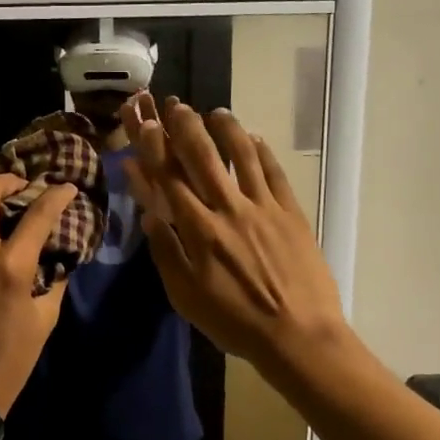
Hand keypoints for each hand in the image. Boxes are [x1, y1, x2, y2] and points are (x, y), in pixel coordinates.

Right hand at [122, 93, 347, 374]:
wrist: (298, 335)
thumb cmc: (235, 322)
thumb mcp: (186, 297)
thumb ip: (166, 253)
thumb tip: (148, 216)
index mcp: (199, 231)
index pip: (169, 181)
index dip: (153, 150)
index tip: (142, 125)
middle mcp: (229, 209)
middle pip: (203, 158)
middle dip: (185, 127)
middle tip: (174, 104)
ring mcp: (264, 208)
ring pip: (242, 156)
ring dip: (226, 130)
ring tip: (215, 111)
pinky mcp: (291, 213)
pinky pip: (274, 173)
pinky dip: (262, 152)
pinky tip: (255, 138)